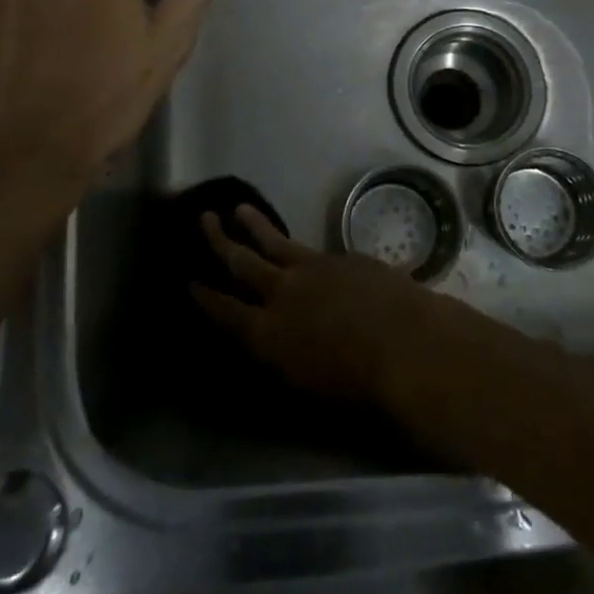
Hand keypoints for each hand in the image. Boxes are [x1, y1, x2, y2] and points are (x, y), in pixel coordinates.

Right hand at [193, 205, 449, 403]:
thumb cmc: (357, 384)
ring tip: (238, 208)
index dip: (205, 296)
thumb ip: (281, 358)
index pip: (224, 311)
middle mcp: (282, 293)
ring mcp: (312, 268)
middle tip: (203, 218)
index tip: (189, 280)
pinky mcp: (340, 257)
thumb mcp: (305, 385)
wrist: (404, 342)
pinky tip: (299, 245)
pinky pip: (310, 247)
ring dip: (254, 225)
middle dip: (219, 241)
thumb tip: (271, 343)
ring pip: (274, 241)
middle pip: (241, 262)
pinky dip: (297, 244)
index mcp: (267, 333)